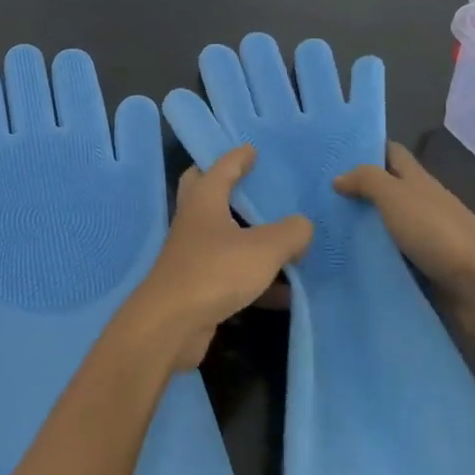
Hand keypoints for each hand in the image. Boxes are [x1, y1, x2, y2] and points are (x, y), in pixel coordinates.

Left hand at [119, 145, 311, 372]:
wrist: (171, 325)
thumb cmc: (215, 272)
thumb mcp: (263, 249)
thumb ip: (290, 233)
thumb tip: (303, 225)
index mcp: (204, 200)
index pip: (220, 168)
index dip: (237, 157)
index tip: (252, 149)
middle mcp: (194, 222)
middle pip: (207, 194)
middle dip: (228, 186)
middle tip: (254, 183)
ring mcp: (193, 255)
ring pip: (223, 236)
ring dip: (249, 237)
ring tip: (284, 237)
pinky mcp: (198, 287)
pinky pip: (232, 274)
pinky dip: (257, 280)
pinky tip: (286, 293)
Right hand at [335, 141, 474, 348]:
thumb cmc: (438, 233)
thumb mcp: (396, 196)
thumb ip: (367, 181)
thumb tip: (338, 178)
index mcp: (418, 180)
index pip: (391, 153)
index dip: (366, 147)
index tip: (331, 153)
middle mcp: (420, 205)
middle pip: (384, 191)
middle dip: (353, 191)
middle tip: (313, 196)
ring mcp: (422, 239)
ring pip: (383, 226)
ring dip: (357, 228)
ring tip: (318, 230)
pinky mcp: (421, 271)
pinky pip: (388, 258)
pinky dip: (368, 258)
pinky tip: (340, 261)